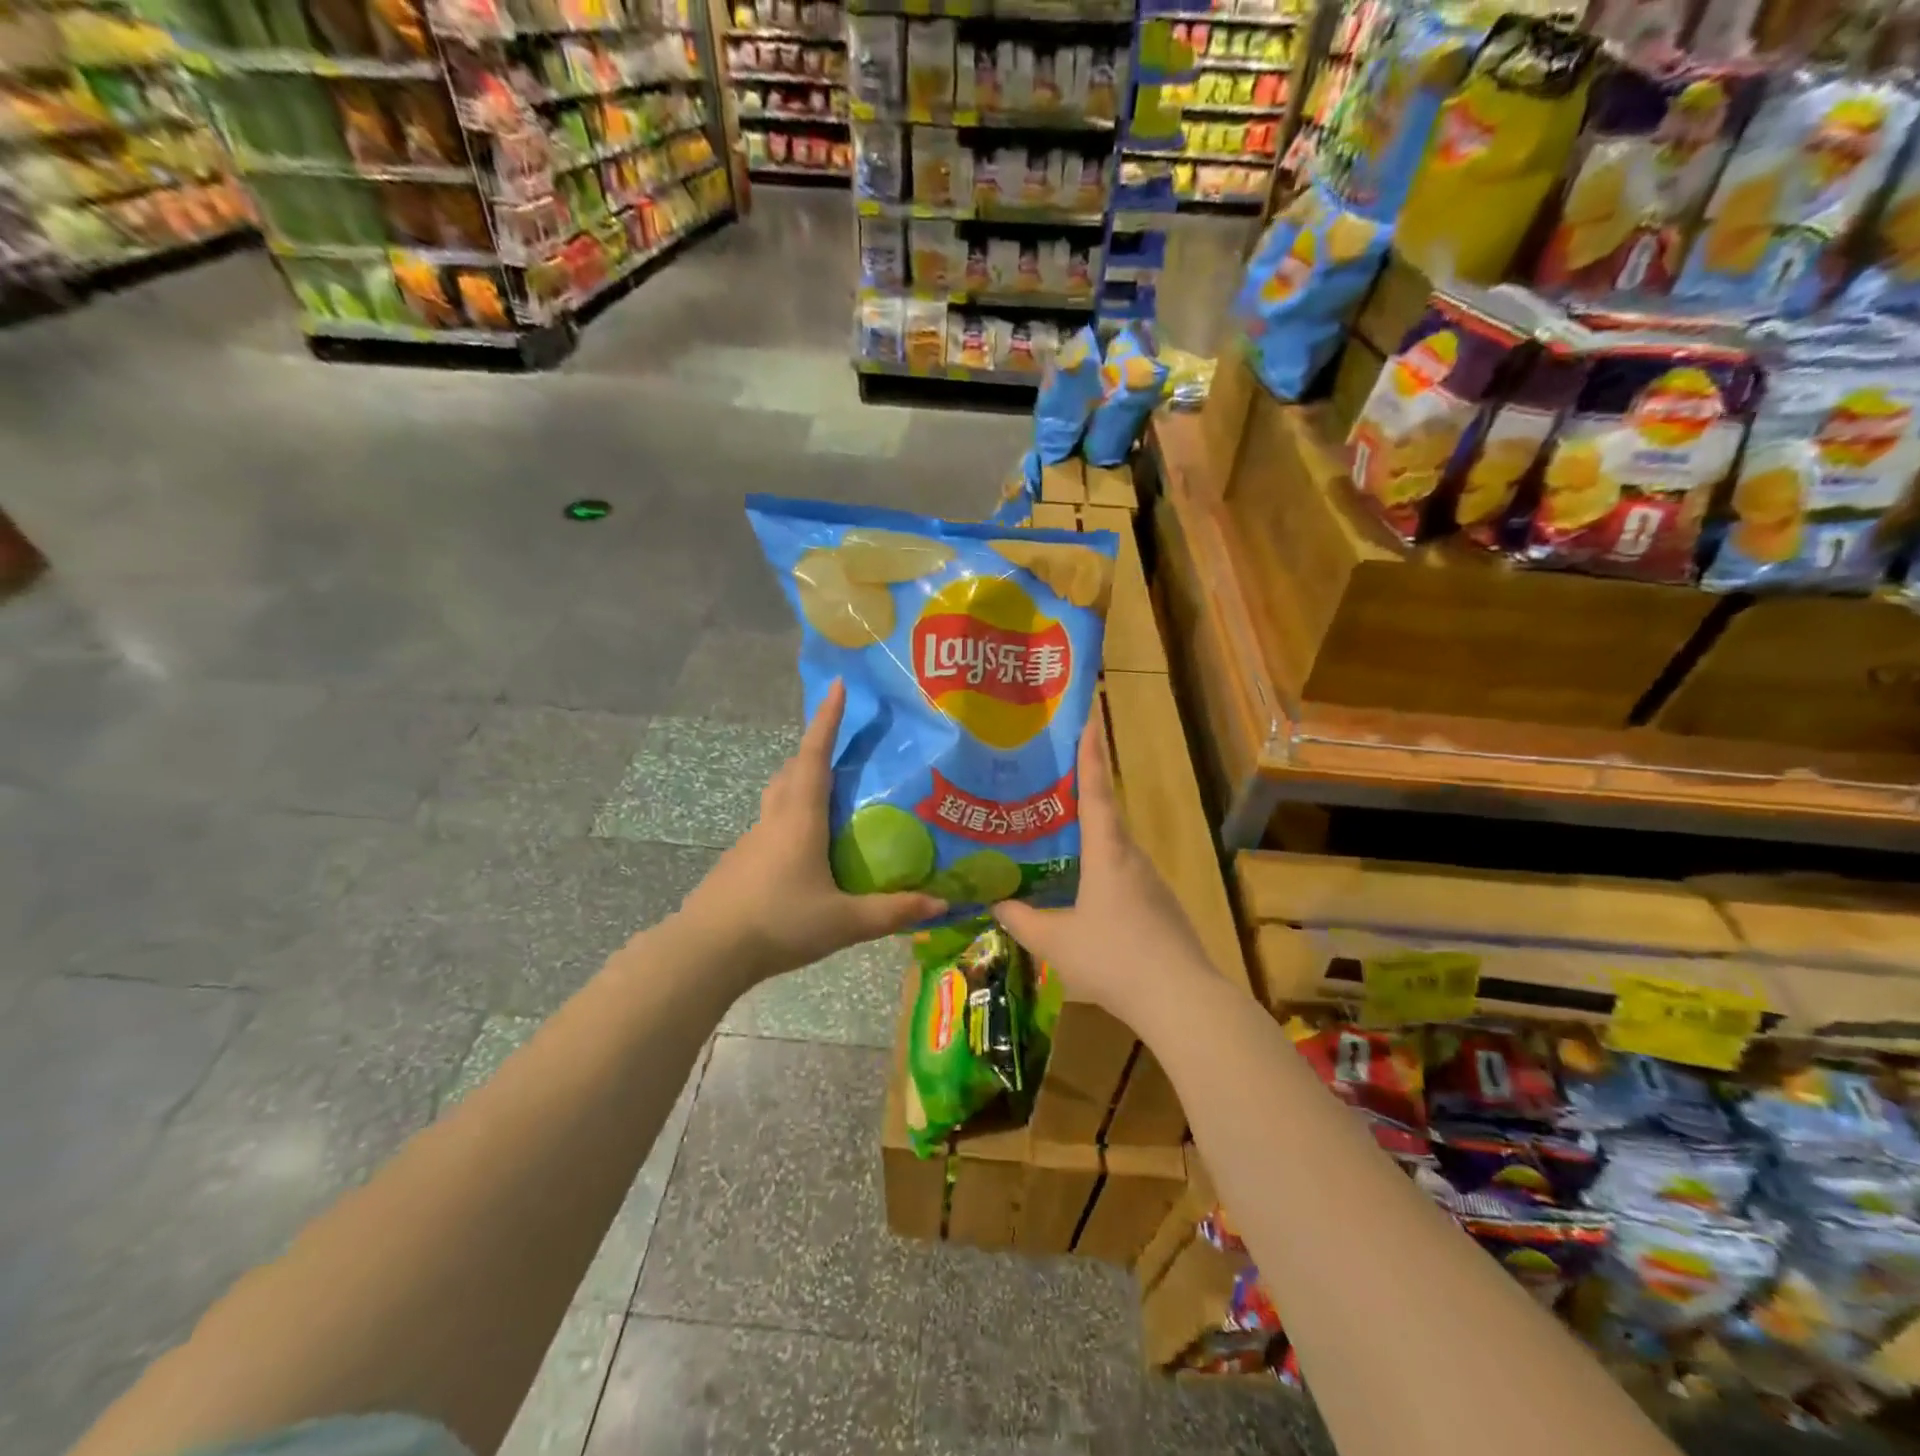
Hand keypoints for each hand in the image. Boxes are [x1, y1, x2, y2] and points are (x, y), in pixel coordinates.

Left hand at [679, 679, 944, 983]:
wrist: (706, 951)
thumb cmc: (779, 923)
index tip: (838, 686)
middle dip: (815, 749)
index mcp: (800, 818)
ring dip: (800, 785)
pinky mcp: (739, 864)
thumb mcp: (844, 921)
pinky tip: (806, 852)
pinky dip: (791, 820)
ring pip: (778, 798)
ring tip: (830, 799)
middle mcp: (774, 819)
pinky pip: (770, 827)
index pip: (814, 756)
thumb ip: (892, 912)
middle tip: (841, 748)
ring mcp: (751, 841)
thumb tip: (940, 902)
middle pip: (792, 770)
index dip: (827, 720)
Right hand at [991, 722, 1211, 1021]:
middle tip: (1050, 779)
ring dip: (1091, 834)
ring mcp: (1151, 882)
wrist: (1181, 999)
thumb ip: (1022, 920)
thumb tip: (995, 903)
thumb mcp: (1055, 941)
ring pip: (1114, 847)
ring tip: (1057, 835)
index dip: (1091, 753)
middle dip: (1083, 791)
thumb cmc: (1114, 959)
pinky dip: (1101, 867)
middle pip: (1106, 814)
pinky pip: (1123, 874)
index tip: (1090, 717)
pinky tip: (1083, 889)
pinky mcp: (1160, 906)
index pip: (1097, 790)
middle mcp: (1132, 857)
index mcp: (1108, 852)